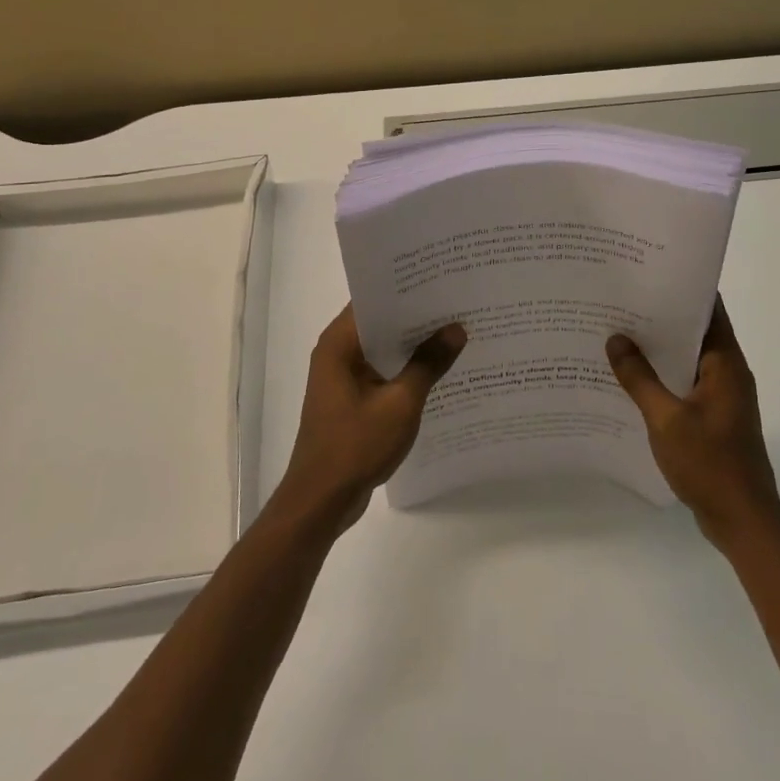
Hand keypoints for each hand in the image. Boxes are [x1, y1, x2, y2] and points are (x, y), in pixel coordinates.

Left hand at [275, 305, 465, 534]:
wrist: (321, 501)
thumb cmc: (355, 446)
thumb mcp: (401, 403)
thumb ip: (428, 363)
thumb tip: (456, 329)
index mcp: (339, 343)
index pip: (374, 299)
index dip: (406, 288)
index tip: (441, 278)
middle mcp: (337, 352)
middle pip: (380, 322)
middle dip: (416, 315)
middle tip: (458, 301)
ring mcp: (343, 377)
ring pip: (383, 347)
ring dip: (413, 343)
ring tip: (456, 329)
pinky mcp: (351, 399)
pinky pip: (382, 371)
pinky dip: (405, 368)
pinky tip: (439, 369)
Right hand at [606, 298, 779, 548]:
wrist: (743, 521)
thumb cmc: (710, 464)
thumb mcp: (667, 419)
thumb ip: (640, 378)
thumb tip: (616, 339)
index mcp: (726, 364)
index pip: (709, 310)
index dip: (682, 288)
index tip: (649, 271)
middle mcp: (728, 373)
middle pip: (695, 332)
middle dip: (661, 317)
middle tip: (621, 300)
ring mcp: (722, 397)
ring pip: (687, 360)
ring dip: (659, 349)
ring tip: (618, 333)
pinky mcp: (713, 418)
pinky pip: (684, 384)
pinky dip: (662, 377)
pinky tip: (630, 379)